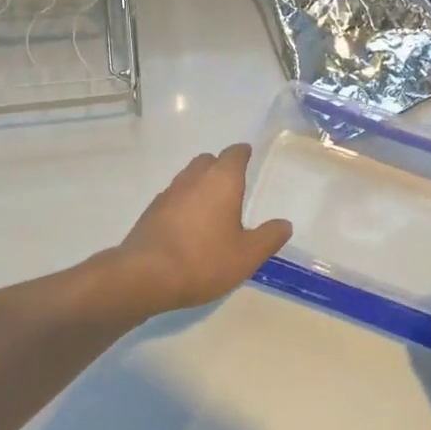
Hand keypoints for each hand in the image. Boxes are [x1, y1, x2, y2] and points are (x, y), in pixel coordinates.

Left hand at [109, 144, 292, 317]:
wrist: (145, 275)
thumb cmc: (203, 260)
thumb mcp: (246, 255)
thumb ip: (268, 237)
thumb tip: (284, 223)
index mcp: (221, 180)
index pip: (234, 154)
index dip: (243, 154)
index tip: (248, 156)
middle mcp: (193, 178)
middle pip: (208, 161)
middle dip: (220, 167)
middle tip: (233, 186)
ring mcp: (168, 193)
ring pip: (188, 178)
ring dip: (200, 185)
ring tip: (212, 208)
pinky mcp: (151, 211)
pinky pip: (173, 197)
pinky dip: (184, 204)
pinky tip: (189, 227)